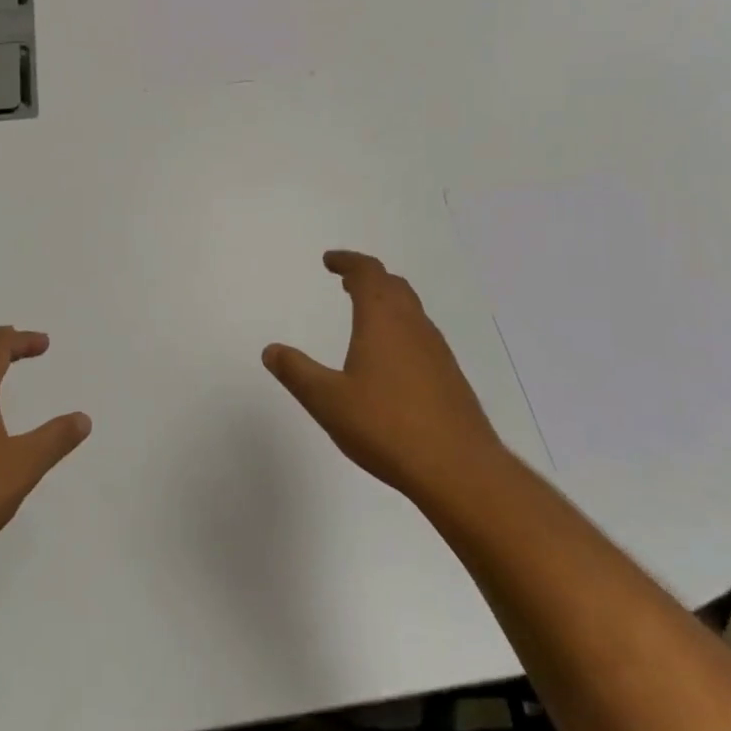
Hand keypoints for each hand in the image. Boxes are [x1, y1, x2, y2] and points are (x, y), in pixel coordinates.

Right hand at [263, 251, 506, 511]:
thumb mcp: (328, 401)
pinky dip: (401, 329)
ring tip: (365, 315)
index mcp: (382, 320)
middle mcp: (413, 326)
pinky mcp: (449, 377)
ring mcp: (437, 351)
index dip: (348, 261)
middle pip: (393, 286)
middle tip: (346, 282)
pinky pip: (421, 336)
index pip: (367, 273)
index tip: (329, 261)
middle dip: (368, 278)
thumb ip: (297, 372)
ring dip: (387, 302)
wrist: (459, 469)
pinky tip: (391, 359)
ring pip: (411, 310)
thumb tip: (271, 350)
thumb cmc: (386, 427)